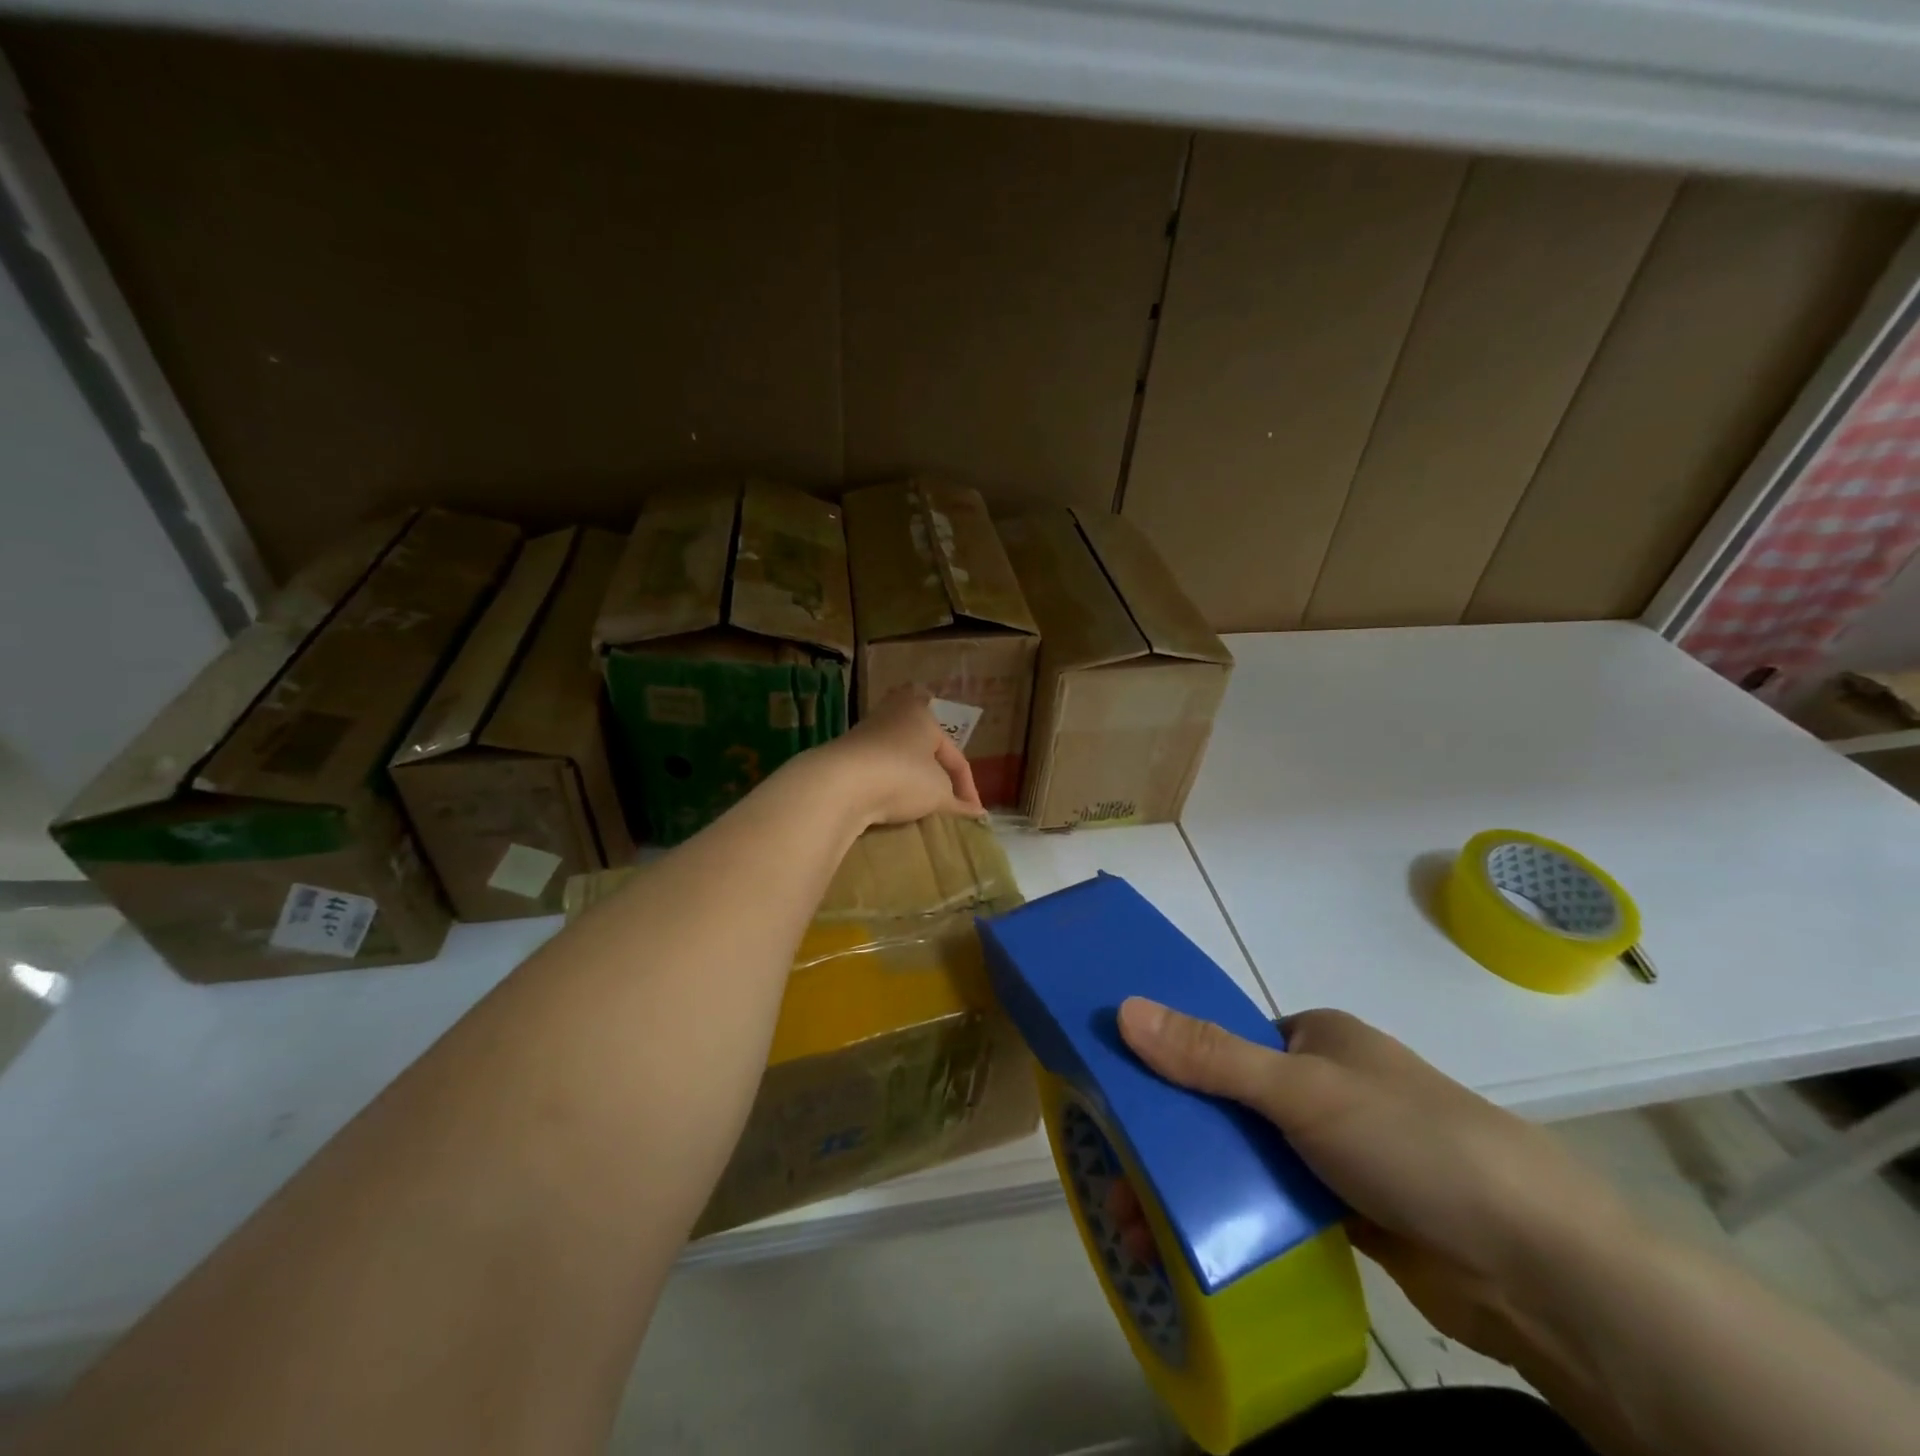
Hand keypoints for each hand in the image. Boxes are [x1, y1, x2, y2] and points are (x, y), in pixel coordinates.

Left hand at [806, 690, 985, 828]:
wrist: (841, 783)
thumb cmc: (902, 776)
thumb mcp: (938, 791)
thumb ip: (957, 801)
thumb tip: (975, 812)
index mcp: (923, 714)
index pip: (955, 756)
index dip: (967, 788)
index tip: (973, 814)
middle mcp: (894, 715)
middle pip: (925, 751)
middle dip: (937, 777)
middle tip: (947, 802)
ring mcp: (866, 734)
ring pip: (900, 760)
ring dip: (912, 782)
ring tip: (920, 807)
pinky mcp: (846, 755)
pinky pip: (878, 772)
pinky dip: (889, 786)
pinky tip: (892, 804)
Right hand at [1116, 1000, 1633, 1365]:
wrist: (1540, 1269)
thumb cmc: (1412, 1144)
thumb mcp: (1302, 1091)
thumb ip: (1210, 1056)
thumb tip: (1123, 1008)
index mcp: (1314, 1039)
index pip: (1220, 1039)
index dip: (1164, 1065)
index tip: (1112, 1102)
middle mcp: (1321, 1087)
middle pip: (1225, 1103)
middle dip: (1171, 1140)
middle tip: (1114, 1182)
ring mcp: (1335, 1151)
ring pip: (1245, 1158)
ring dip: (1196, 1186)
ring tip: (1136, 1228)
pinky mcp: (1347, 1211)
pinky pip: (1273, 1204)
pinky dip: (1235, 1219)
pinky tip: (1189, 1246)